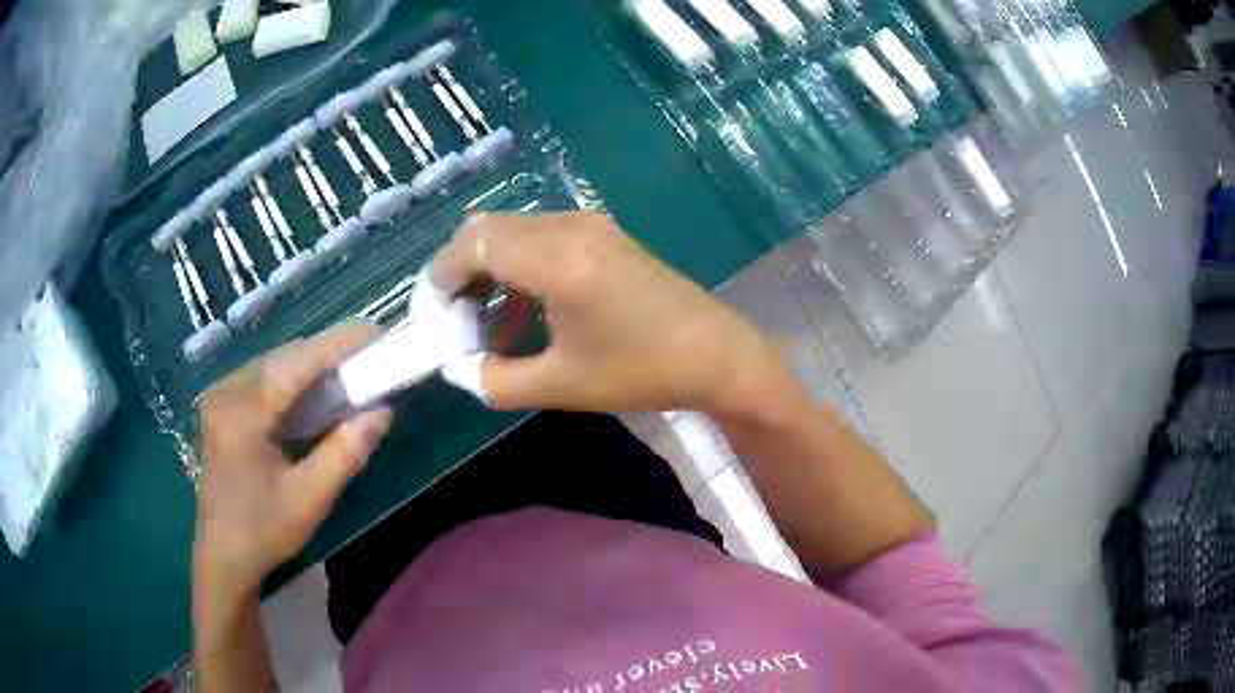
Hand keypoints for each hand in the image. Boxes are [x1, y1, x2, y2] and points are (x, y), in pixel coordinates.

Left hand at [193, 321, 393, 594]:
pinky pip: (263, 379)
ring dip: (312, 365)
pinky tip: (315, 392)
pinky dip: (294, 380)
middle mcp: (226, 392)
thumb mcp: (310, 499)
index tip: (377, 332)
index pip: (295, 364)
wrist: (223, 556)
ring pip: (274, 364)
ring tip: (350, 370)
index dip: (338, 344)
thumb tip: (382, 411)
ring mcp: (220, 396)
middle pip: (283, 358)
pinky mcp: (222, 405)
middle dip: (328, 353)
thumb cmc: (264, 532)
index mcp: (241, 414)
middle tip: (371, 355)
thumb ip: (345, 452)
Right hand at [430, 211, 778, 413]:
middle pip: (486, 229)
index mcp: (556, 259)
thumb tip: (461, 368)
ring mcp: (590, 224)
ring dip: (488, 264)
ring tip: (485, 316)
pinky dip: (517, 260)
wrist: (717, 354)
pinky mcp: (604, 232)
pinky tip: (523, 302)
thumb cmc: (642, 371)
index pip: (472, 246)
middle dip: (459, 270)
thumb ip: (495, 381)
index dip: (441, 278)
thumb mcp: (560, 386)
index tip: (433, 317)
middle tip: (456, 319)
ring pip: (512, 229)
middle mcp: (568, 227)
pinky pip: (540, 233)